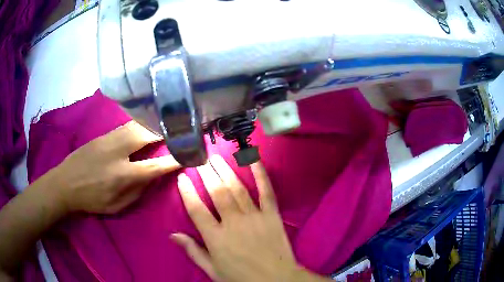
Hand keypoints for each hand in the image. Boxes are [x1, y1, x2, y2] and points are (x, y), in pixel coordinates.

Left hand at [45, 121, 180, 213]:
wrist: (65, 183)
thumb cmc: (92, 199)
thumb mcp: (117, 206)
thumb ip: (137, 191)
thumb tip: (152, 176)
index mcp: (123, 175)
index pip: (155, 166)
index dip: (174, 160)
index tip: (188, 155)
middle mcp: (118, 153)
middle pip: (147, 135)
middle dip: (165, 132)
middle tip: (179, 130)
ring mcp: (109, 140)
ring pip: (137, 126)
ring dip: (153, 124)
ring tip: (166, 124)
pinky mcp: (103, 135)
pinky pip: (127, 126)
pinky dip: (140, 124)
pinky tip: (145, 125)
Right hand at [173, 155, 328, 281]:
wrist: (276, 280)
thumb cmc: (242, 278)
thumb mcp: (213, 270)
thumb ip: (193, 251)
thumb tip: (173, 235)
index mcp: (216, 238)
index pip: (196, 209)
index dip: (187, 192)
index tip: (182, 177)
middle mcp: (233, 223)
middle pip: (216, 193)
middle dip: (206, 174)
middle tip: (199, 160)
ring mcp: (254, 217)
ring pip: (237, 188)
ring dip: (225, 171)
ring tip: (215, 158)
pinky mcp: (272, 215)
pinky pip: (266, 191)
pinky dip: (260, 174)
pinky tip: (253, 159)